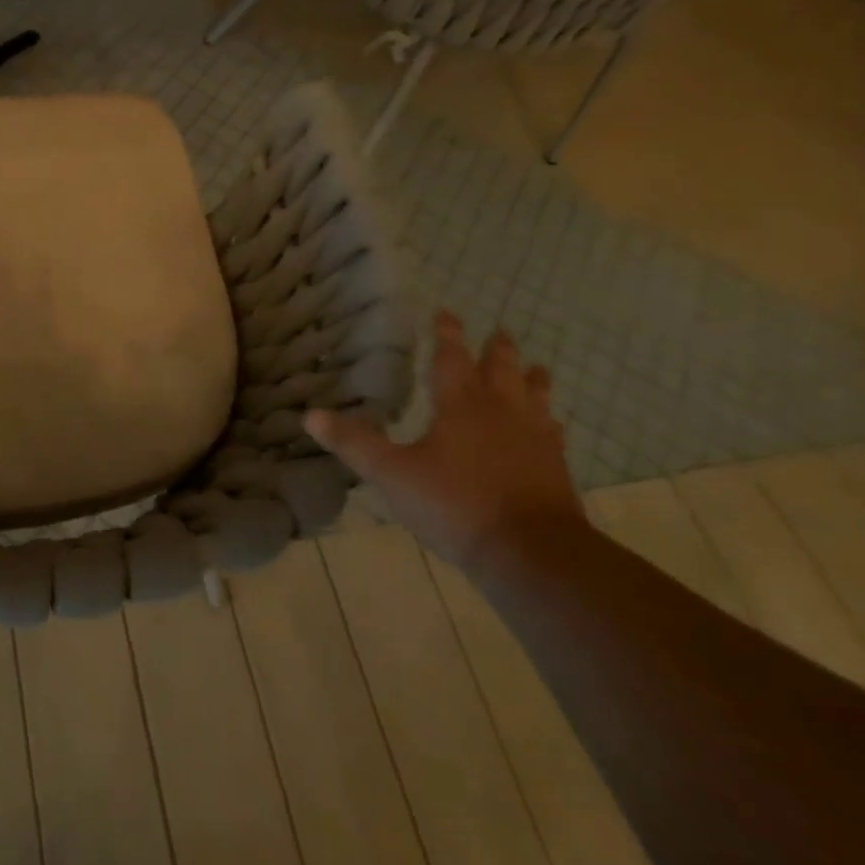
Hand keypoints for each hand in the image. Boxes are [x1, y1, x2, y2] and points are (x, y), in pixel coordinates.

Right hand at [305, 310, 583, 570]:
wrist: (533, 553)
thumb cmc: (456, 505)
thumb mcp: (392, 474)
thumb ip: (354, 444)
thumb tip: (309, 415)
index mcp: (460, 405)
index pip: (450, 358)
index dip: (446, 334)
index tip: (446, 311)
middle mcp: (500, 412)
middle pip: (501, 370)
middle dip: (496, 349)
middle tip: (500, 330)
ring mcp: (534, 439)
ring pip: (535, 397)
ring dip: (532, 379)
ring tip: (536, 367)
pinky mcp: (556, 468)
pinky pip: (553, 432)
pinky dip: (549, 421)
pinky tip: (551, 426)